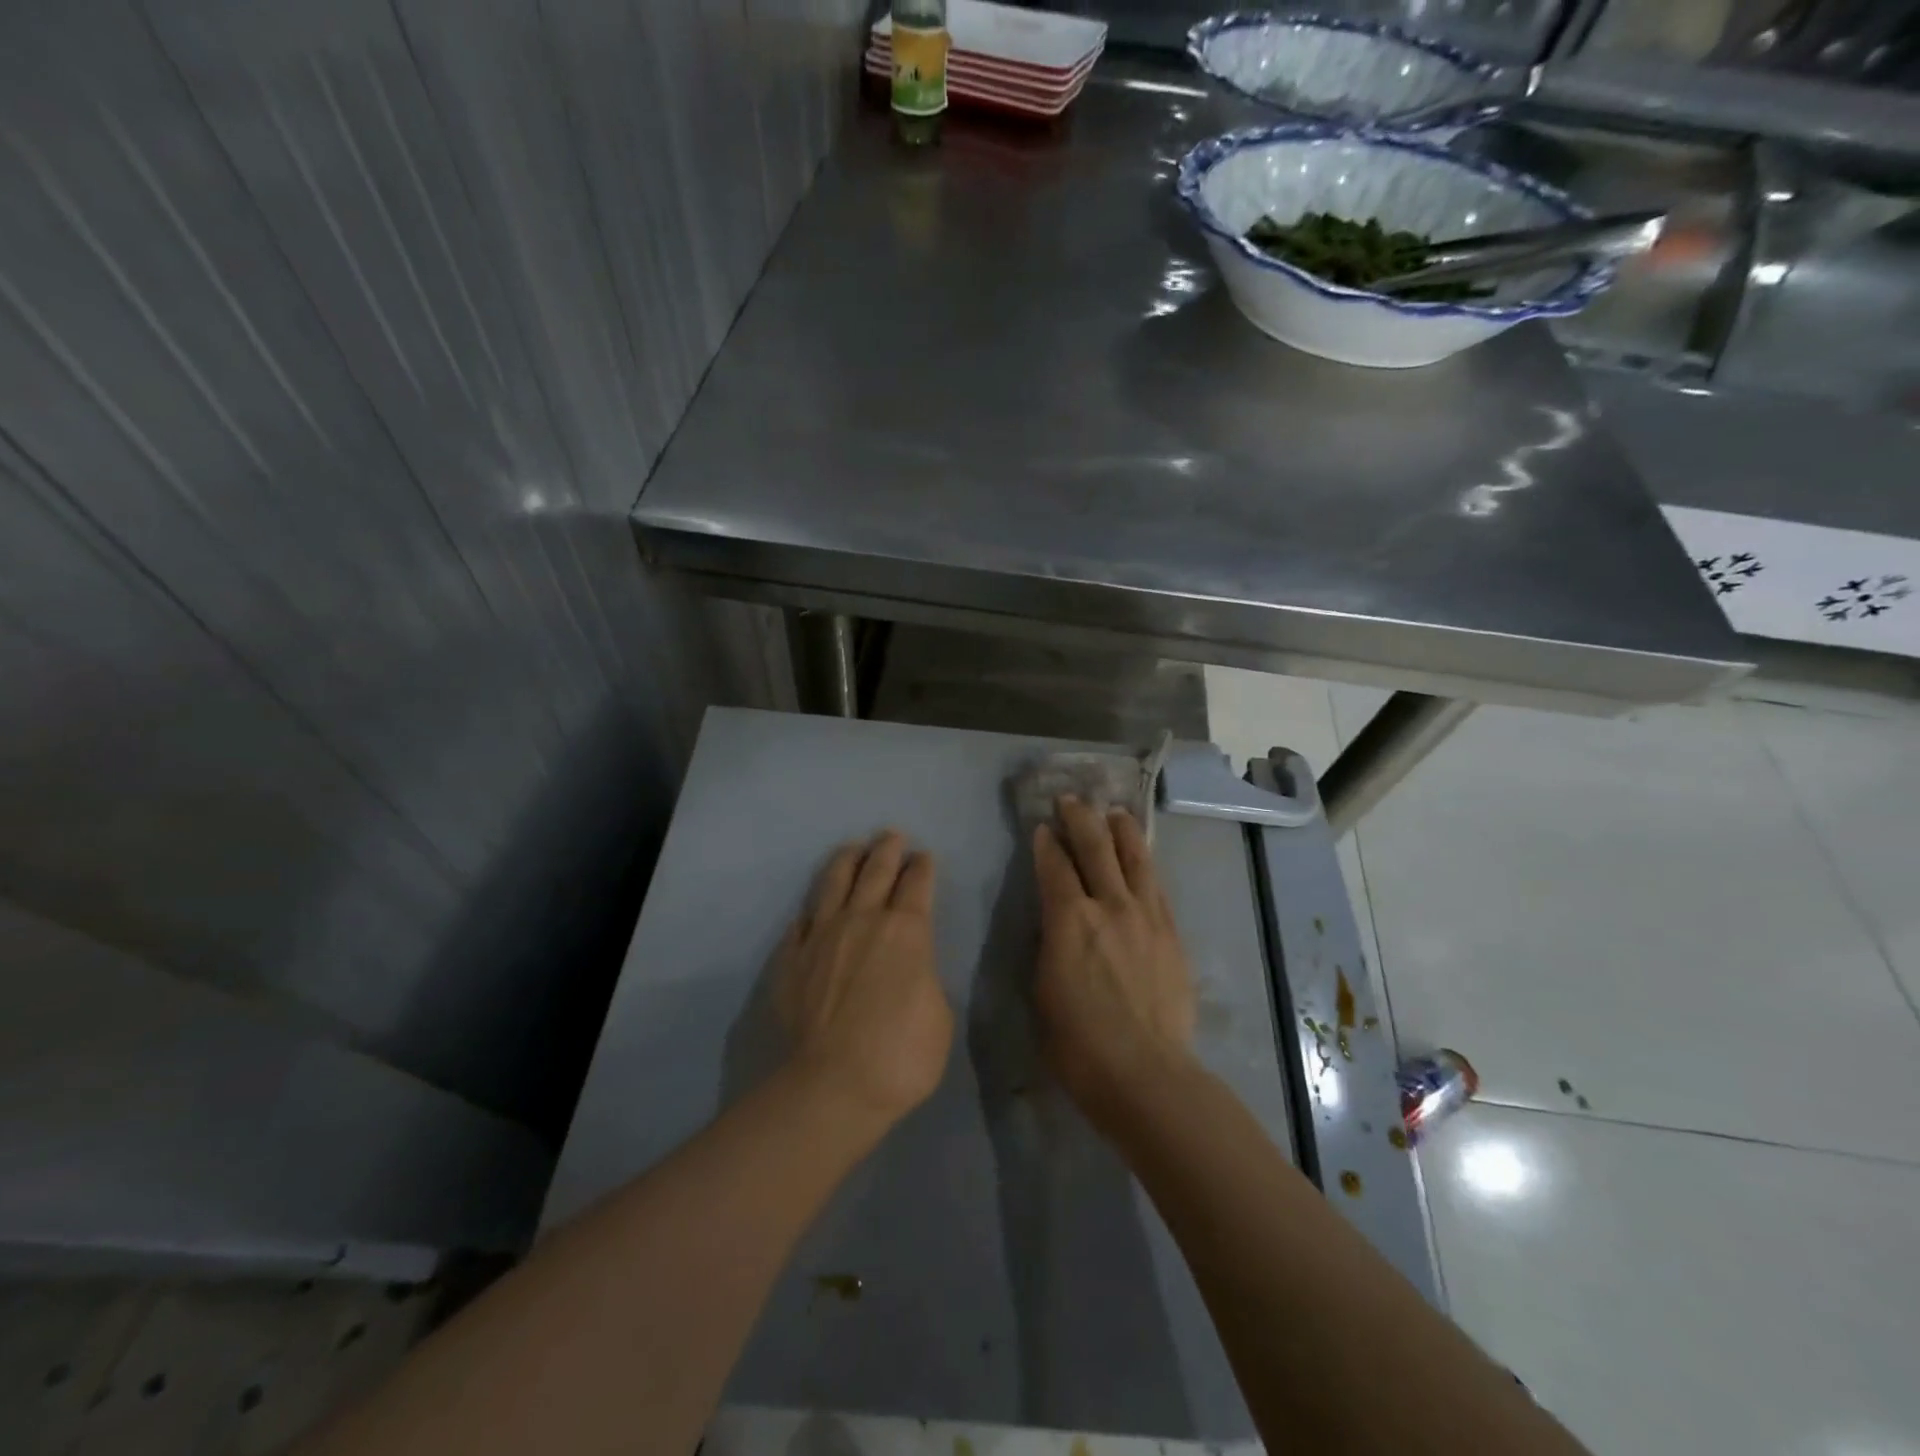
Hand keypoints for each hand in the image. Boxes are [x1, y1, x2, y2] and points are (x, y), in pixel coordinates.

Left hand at [776, 831, 953, 1127]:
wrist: (831, 1086)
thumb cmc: (900, 1055)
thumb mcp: (939, 1016)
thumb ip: (925, 978)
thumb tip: (911, 966)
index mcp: (907, 931)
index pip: (917, 884)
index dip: (922, 867)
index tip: (924, 857)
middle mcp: (863, 920)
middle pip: (876, 871)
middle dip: (887, 850)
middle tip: (891, 835)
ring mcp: (822, 935)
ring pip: (834, 883)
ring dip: (847, 861)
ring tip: (852, 848)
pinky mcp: (791, 958)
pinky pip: (800, 922)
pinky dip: (810, 911)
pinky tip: (810, 909)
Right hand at [1032, 797, 1197, 1123]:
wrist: (1145, 1073)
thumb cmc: (1077, 1043)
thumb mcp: (1042, 989)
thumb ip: (1050, 944)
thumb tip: (1056, 923)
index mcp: (1068, 919)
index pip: (1055, 865)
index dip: (1046, 842)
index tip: (1042, 827)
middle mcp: (1109, 905)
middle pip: (1095, 847)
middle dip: (1080, 818)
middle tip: (1071, 800)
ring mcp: (1146, 915)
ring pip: (1134, 857)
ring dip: (1121, 830)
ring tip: (1114, 812)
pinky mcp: (1171, 932)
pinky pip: (1156, 885)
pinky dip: (1145, 863)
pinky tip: (1141, 857)